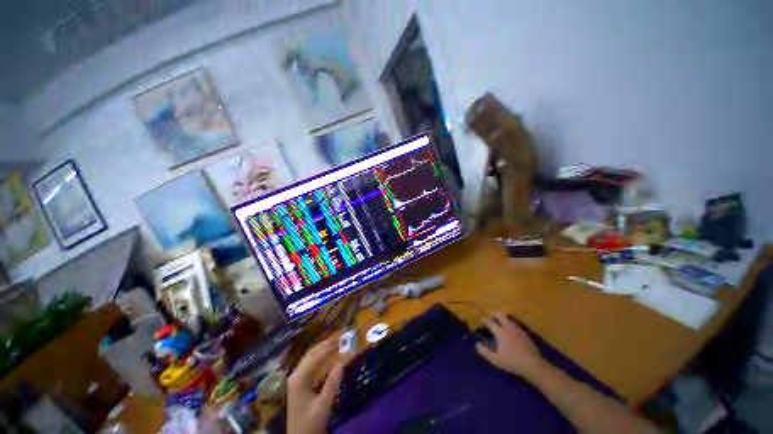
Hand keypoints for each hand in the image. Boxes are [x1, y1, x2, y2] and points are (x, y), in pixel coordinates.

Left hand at [287, 339, 345, 433]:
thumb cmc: (309, 425)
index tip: (343, 340)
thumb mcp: (322, 407)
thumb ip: (332, 384)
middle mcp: (295, 376)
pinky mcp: (298, 384)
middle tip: (341, 339)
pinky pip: (309, 365)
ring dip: (323, 349)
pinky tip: (327, 357)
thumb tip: (342, 362)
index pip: (316, 357)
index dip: (330, 347)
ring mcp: (295, 380)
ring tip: (336, 344)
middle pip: (311, 354)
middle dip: (326, 345)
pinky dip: (320, 358)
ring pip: (309, 358)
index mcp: (299, 379)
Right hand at [476, 313, 544, 378]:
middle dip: (493, 315)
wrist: (534, 365)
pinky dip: (510, 325)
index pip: (489, 321)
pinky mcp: (525, 334)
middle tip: (490, 320)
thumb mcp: (495, 359)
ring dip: (502, 320)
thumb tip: (477, 344)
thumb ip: (484, 351)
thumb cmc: (512, 362)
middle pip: (499, 314)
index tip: (481, 322)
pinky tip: (510, 333)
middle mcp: (508, 327)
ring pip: (508, 319)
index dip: (484, 320)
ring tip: (499, 326)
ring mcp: (518, 329)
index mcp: (500, 331)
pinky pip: (515, 325)